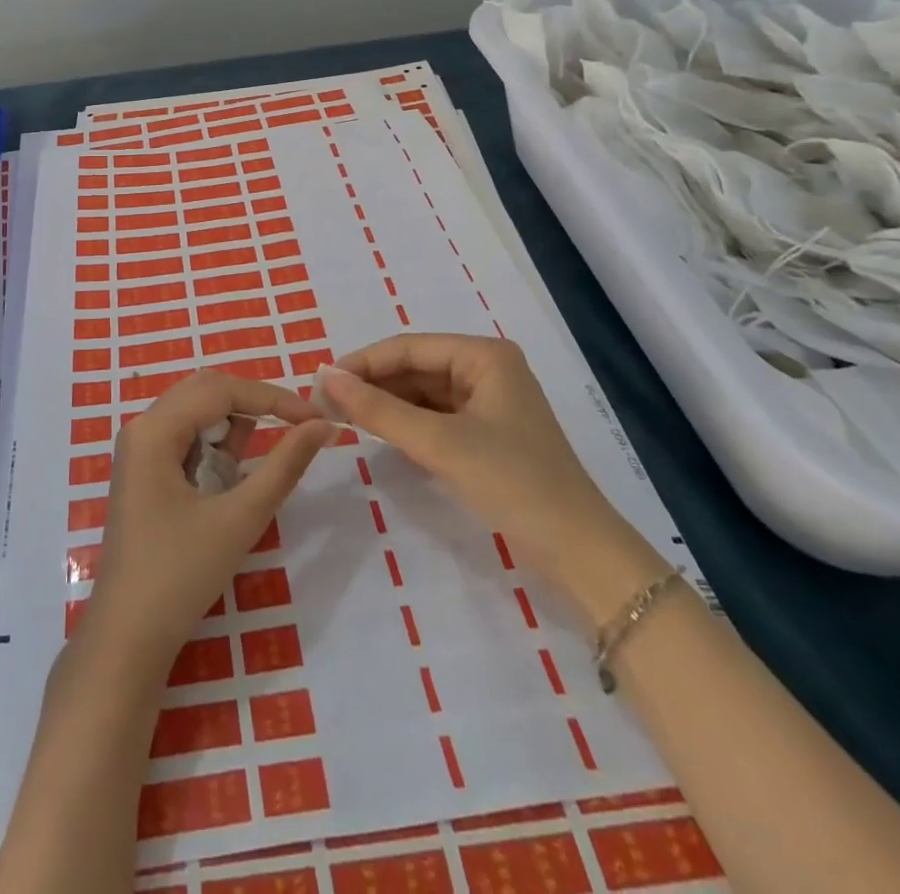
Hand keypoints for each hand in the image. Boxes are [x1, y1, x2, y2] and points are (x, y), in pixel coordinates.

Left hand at [78, 370, 335, 683]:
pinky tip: (225, 485)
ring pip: (196, 414)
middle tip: (295, 430)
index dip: (272, 397)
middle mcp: (141, 427)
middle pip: (206, 391)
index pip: (221, 389)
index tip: (316, 416)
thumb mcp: (240, 518)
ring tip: (247, 474)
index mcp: (154, 429)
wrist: (127, 638)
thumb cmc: (181, 576)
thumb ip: (283, 466)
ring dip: (232, 431)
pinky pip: (186, 440)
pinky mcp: (144, 472)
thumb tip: (322, 425)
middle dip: (253, 406)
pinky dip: (214, 451)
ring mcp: (139, 450)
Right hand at [316, 334, 657, 624]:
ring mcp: (489, 402)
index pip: (408, 347)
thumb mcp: (439, 443)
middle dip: (372, 384)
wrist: (580, 553)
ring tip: (343, 418)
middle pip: (415, 367)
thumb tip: (325, 377)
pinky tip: (380, 433)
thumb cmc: (513, 483)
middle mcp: (487, 369)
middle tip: (325, 404)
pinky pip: (435, 415)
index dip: (362, 362)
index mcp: (484, 355)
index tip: (320, 383)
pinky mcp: (487, 433)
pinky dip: (407, 423)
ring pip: (422, 392)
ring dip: (386, 404)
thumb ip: (378, 409)